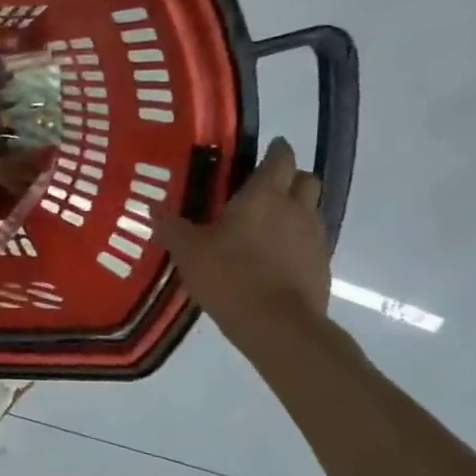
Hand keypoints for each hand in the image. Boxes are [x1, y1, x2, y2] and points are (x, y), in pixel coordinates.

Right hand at [156, 138, 331, 345]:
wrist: (278, 326)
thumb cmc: (230, 276)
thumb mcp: (188, 252)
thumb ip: (172, 227)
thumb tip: (153, 207)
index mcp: (263, 196)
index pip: (280, 158)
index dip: (276, 150)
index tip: (266, 150)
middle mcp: (295, 209)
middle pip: (305, 179)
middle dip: (289, 178)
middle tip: (264, 188)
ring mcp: (314, 238)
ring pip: (311, 210)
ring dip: (294, 210)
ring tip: (266, 226)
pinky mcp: (322, 265)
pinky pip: (311, 241)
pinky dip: (296, 241)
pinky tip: (274, 258)